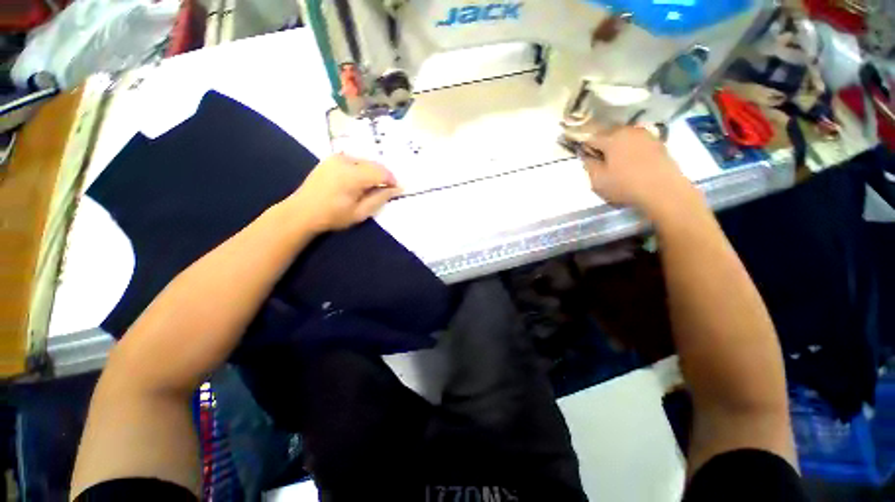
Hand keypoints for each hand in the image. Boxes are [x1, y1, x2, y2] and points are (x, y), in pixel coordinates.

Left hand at [288, 154, 401, 231]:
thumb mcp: (360, 212)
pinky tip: (360, 181)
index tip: (396, 190)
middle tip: (386, 190)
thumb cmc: (333, 216)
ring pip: (365, 161)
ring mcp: (336, 157)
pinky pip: (355, 160)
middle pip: (374, 164)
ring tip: (373, 187)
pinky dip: (363, 168)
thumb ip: (380, 198)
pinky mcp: (331, 159)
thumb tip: (396, 189)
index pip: (381, 173)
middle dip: (383, 176)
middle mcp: (345, 161)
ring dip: (373, 172)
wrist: (302, 211)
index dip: (392, 181)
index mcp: (352, 176)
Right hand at [580, 126, 698, 218]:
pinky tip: (631, 162)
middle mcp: (628, 130)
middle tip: (599, 161)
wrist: (664, 190)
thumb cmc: (625, 185)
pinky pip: (637, 141)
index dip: (584, 148)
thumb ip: (588, 165)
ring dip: (617, 146)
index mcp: (611, 138)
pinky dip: (631, 148)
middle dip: (601, 145)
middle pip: (608, 134)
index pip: (590, 138)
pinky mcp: (658, 142)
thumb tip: (586, 156)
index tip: (585, 158)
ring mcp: (645, 134)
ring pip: (624, 136)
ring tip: (616, 162)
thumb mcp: (597, 180)